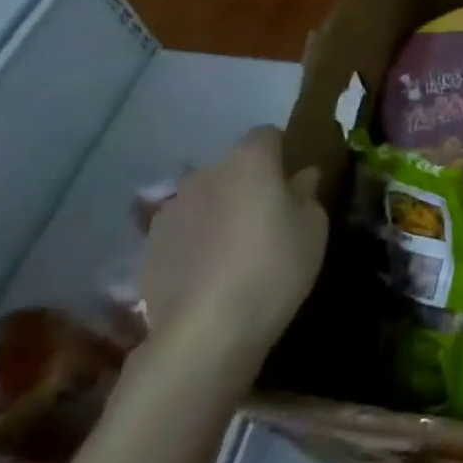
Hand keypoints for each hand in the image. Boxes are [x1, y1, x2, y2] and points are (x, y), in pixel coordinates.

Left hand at [140, 127, 326, 378]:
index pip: (267, 135)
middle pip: (232, 166)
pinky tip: (211, 272)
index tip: (295, 178)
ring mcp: (170, 209)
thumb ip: (306, 194)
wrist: (207, 328)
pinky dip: (196, 240)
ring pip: (204, 198)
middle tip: (270, 216)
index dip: (282, 151)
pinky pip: (183, 230)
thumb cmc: (276, 265)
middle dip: (249, 182)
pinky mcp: (148, 246)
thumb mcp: (313, 227)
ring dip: (220, 210)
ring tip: (237, 247)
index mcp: (249, 161)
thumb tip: (301, 176)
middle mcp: (205, 174)